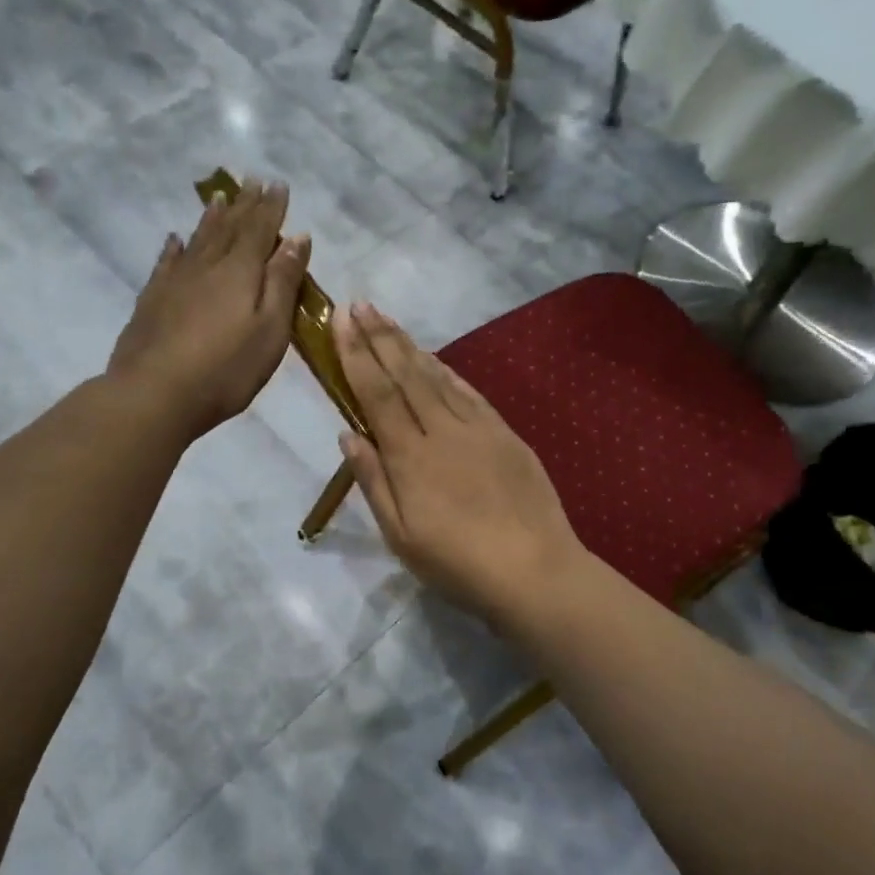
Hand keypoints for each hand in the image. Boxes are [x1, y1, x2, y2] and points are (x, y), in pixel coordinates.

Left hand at [106, 178, 310, 441]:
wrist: (154, 393)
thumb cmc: (226, 369)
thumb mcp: (269, 330)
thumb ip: (283, 282)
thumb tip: (297, 237)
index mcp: (240, 272)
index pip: (261, 230)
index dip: (271, 207)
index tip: (278, 184)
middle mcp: (207, 266)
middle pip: (230, 228)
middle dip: (245, 205)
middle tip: (252, 181)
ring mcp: (175, 281)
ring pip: (198, 239)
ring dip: (212, 217)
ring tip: (220, 197)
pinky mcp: (152, 300)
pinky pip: (167, 262)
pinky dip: (175, 247)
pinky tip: (175, 239)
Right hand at [334, 302, 584, 620]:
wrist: (534, 569)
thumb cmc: (458, 563)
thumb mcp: (401, 536)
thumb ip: (374, 482)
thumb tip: (348, 435)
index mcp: (410, 457)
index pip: (376, 394)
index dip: (356, 355)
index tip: (340, 321)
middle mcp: (442, 431)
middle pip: (405, 375)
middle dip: (379, 337)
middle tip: (360, 304)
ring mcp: (478, 428)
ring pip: (437, 377)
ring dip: (409, 345)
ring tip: (388, 320)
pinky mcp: (505, 434)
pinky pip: (469, 392)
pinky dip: (447, 371)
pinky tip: (435, 359)